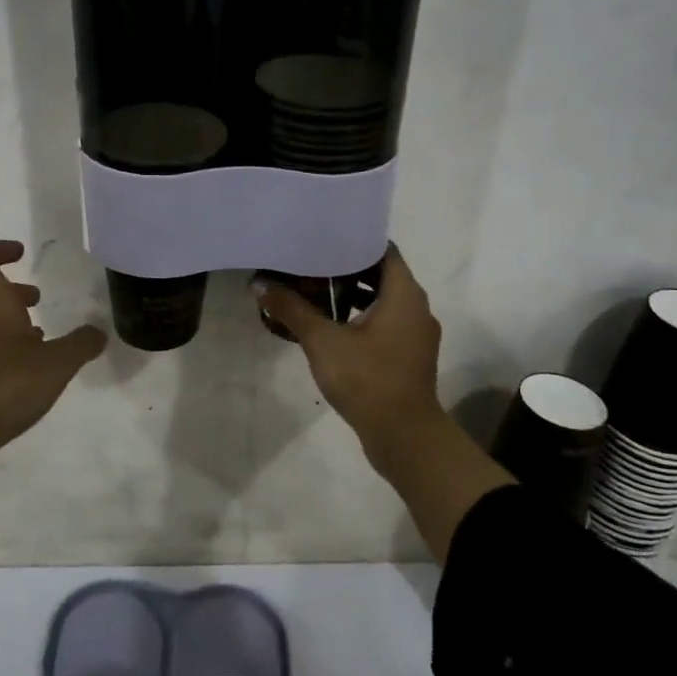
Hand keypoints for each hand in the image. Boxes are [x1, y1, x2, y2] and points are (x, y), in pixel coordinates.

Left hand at [0, 240, 107, 472]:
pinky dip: (8, 347)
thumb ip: (81, 344)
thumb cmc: (4, 385)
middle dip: (15, 291)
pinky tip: (30, 370)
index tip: (21, 252)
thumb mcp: (56, 364)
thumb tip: (98, 331)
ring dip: (13, 321)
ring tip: (43, 336)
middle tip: (39, 298)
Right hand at [256, 247, 446, 467]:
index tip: (323, 238)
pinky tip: (330, 326)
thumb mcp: (323, 341)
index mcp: (404, 294)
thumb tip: (260, 284)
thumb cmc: (368, 380)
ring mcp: (416, 333)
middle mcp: (416, 307)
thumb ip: (292, 309)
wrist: (404, 437)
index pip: (382, 250)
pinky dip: (360, 317)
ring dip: (352, 294)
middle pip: (381, 274)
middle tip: (310, 263)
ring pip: (383, 300)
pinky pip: (385, 322)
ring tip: (314, 291)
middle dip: (346, 268)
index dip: (353, 241)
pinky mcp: (410, 355)